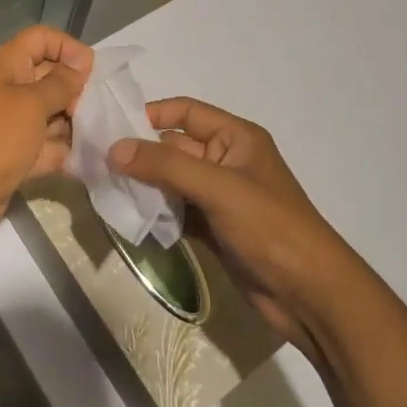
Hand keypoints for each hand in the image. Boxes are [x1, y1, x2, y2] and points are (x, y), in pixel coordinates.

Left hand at [0, 26, 91, 260]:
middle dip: (77, 93)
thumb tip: (82, 63)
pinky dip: (62, 154)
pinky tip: (82, 163)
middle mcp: (11, 89)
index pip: (43, 39)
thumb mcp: (31, 104)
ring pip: (54, 116)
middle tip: (96, 113)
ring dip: (74, 127)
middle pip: (53, 77)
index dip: (69, 49)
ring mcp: (13, 125)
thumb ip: (61, 83)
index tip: (91, 74)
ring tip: (94, 140)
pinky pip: (47, 147)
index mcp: (8, 65)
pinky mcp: (17, 156)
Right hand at [113, 98, 359, 359]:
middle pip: (174, 147)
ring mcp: (219, 197)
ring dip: (143, 186)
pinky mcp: (213, 229)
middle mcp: (226, 160)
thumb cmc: (270, 227)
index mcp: (236, 137)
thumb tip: (114, 148)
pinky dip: (156, 214)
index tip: (110, 127)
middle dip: (139, 154)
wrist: (310, 294)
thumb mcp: (219, 188)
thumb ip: (166, 166)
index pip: (186, 112)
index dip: (150, 115)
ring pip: (171, 181)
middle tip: (96, 164)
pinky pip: (176, 211)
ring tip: (105, 191)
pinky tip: (130, 219)